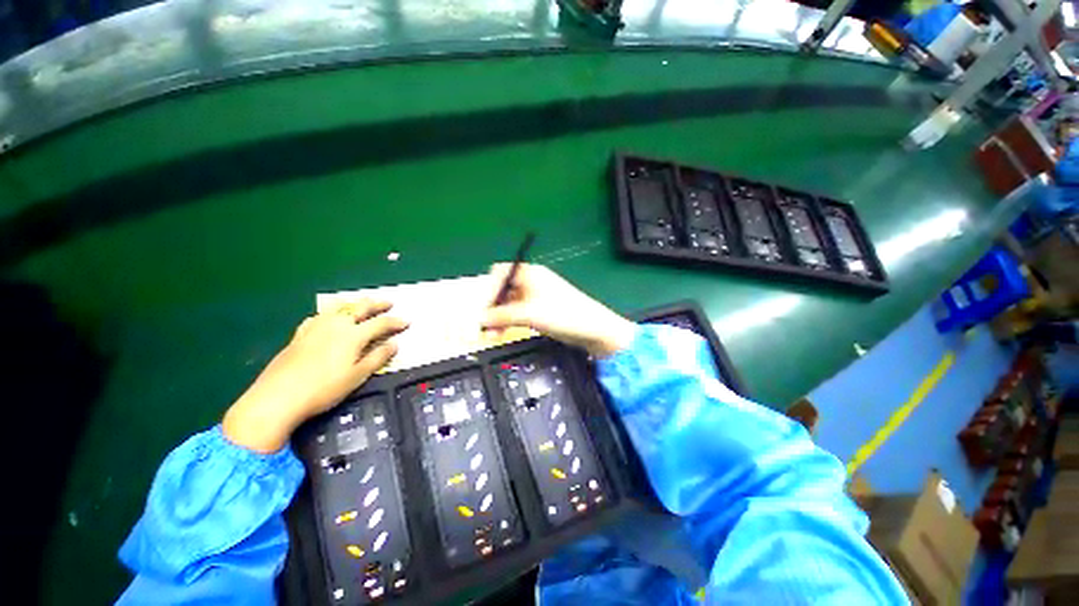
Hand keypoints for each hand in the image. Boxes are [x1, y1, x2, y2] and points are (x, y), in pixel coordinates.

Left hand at [223, 300, 408, 452]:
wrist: (277, 397)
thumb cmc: (324, 389)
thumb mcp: (357, 376)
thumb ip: (378, 357)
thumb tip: (395, 343)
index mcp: (353, 335)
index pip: (381, 323)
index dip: (396, 322)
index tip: (407, 321)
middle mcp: (336, 325)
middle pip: (360, 308)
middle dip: (377, 304)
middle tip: (389, 302)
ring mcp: (316, 327)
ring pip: (339, 307)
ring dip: (354, 303)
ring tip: (362, 303)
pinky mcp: (300, 334)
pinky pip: (319, 316)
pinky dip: (331, 312)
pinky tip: (329, 316)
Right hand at [482, 263, 635, 357]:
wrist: (592, 329)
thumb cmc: (562, 314)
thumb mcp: (529, 314)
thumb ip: (501, 316)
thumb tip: (479, 319)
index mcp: (529, 273)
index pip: (500, 273)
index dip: (488, 289)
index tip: (481, 308)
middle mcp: (531, 281)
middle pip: (503, 288)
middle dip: (492, 306)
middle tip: (483, 324)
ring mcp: (536, 296)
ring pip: (510, 302)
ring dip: (499, 316)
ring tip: (492, 333)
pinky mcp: (541, 309)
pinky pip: (519, 311)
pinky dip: (509, 320)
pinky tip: (503, 331)